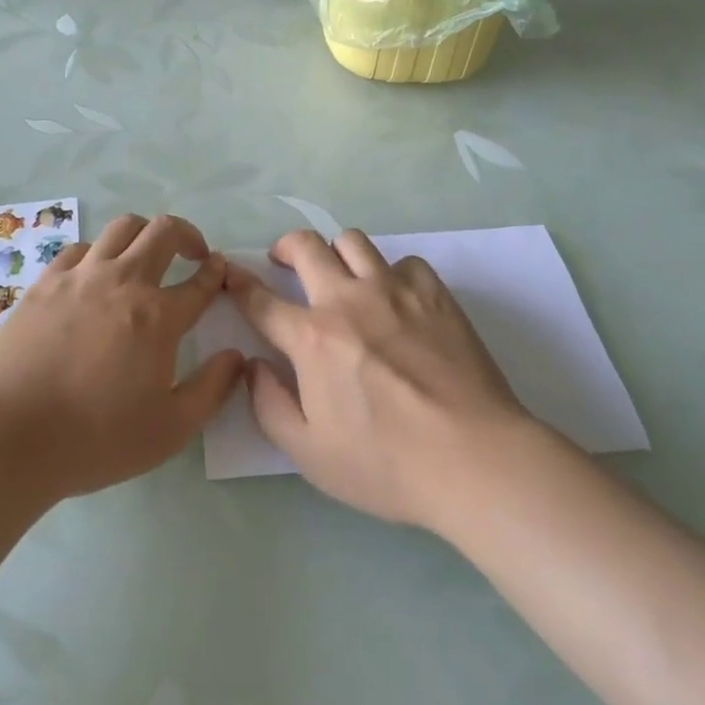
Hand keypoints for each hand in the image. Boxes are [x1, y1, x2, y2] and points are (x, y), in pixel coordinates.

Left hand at [0, 214, 244, 501]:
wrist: (10, 437)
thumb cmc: (95, 439)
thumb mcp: (170, 430)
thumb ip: (212, 389)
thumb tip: (236, 356)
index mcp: (158, 316)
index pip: (200, 281)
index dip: (216, 272)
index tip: (220, 269)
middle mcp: (123, 281)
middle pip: (163, 231)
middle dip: (188, 234)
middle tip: (192, 254)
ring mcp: (80, 276)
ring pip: (122, 228)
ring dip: (144, 235)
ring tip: (145, 256)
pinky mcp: (45, 282)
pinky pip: (79, 249)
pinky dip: (98, 253)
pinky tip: (95, 275)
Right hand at [226, 230, 532, 531]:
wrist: (474, 457)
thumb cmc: (387, 464)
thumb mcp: (310, 454)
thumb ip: (269, 406)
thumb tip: (252, 366)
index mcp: (312, 337)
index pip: (261, 299)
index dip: (239, 284)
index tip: (230, 274)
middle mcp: (347, 299)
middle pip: (305, 246)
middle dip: (284, 247)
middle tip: (284, 261)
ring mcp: (393, 289)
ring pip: (352, 240)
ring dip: (336, 251)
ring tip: (340, 273)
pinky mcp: (433, 292)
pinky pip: (403, 261)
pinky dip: (391, 272)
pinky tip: (397, 298)